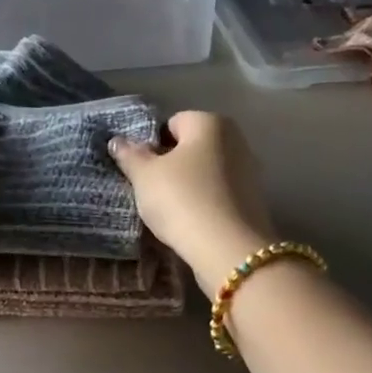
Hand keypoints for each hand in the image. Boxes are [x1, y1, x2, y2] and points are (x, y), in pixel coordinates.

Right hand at [108, 111, 276, 294]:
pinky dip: (205, 203)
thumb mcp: (145, 177)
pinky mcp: (253, 201)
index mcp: (210, 122)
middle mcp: (236, 139)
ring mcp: (249, 171)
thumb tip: (118, 141)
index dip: (152, 145)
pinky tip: (192, 223)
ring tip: (171, 211)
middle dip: (172, 165)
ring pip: (206, 172)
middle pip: (192, 148)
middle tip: (152, 191)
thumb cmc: (182, 201)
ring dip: (189, 186)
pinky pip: (219, 194)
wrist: (228, 249)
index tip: (141, 171)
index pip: (172, 123)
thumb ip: (130, 155)